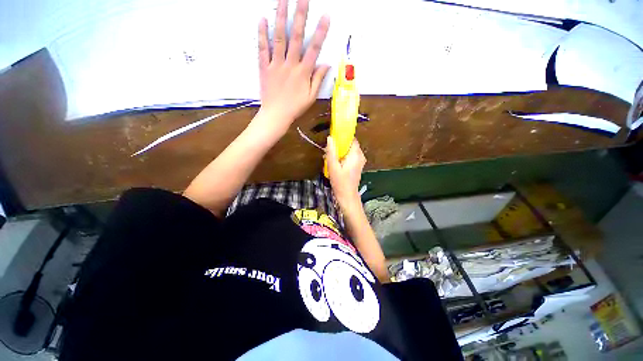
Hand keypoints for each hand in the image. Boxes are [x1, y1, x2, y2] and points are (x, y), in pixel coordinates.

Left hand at [257, 0, 329, 132]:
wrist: (276, 115)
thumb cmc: (295, 107)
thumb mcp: (311, 97)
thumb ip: (318, 79)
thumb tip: (327, 64)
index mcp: (303, 73)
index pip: (314, 49)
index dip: (321, 32)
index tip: (326, 16)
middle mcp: (290, 65)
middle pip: (296, 37)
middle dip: (300, 15)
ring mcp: (276, 65)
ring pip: (279, 38)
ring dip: (281, 17)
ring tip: (283, 0)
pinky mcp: (264, 67)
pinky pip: (263, 49)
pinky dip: (262, 34)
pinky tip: (263, 19)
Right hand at [326, 137, 365, 206]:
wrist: (347, 196)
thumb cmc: (340, 182)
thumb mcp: (333, 167)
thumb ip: (331, 152)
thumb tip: (330, 138)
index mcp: (356, 155)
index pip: (351, 139)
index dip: (342, 137)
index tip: (333, 139)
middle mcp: (360, 156)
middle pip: (350, 145)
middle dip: (339, 146)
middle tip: (329, 151)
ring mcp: (360, 162)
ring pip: (349, 151)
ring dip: (340, 152)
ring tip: (330, 158)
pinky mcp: (357, 166)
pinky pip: (349, 157)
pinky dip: (342, 157)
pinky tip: (335, 163)